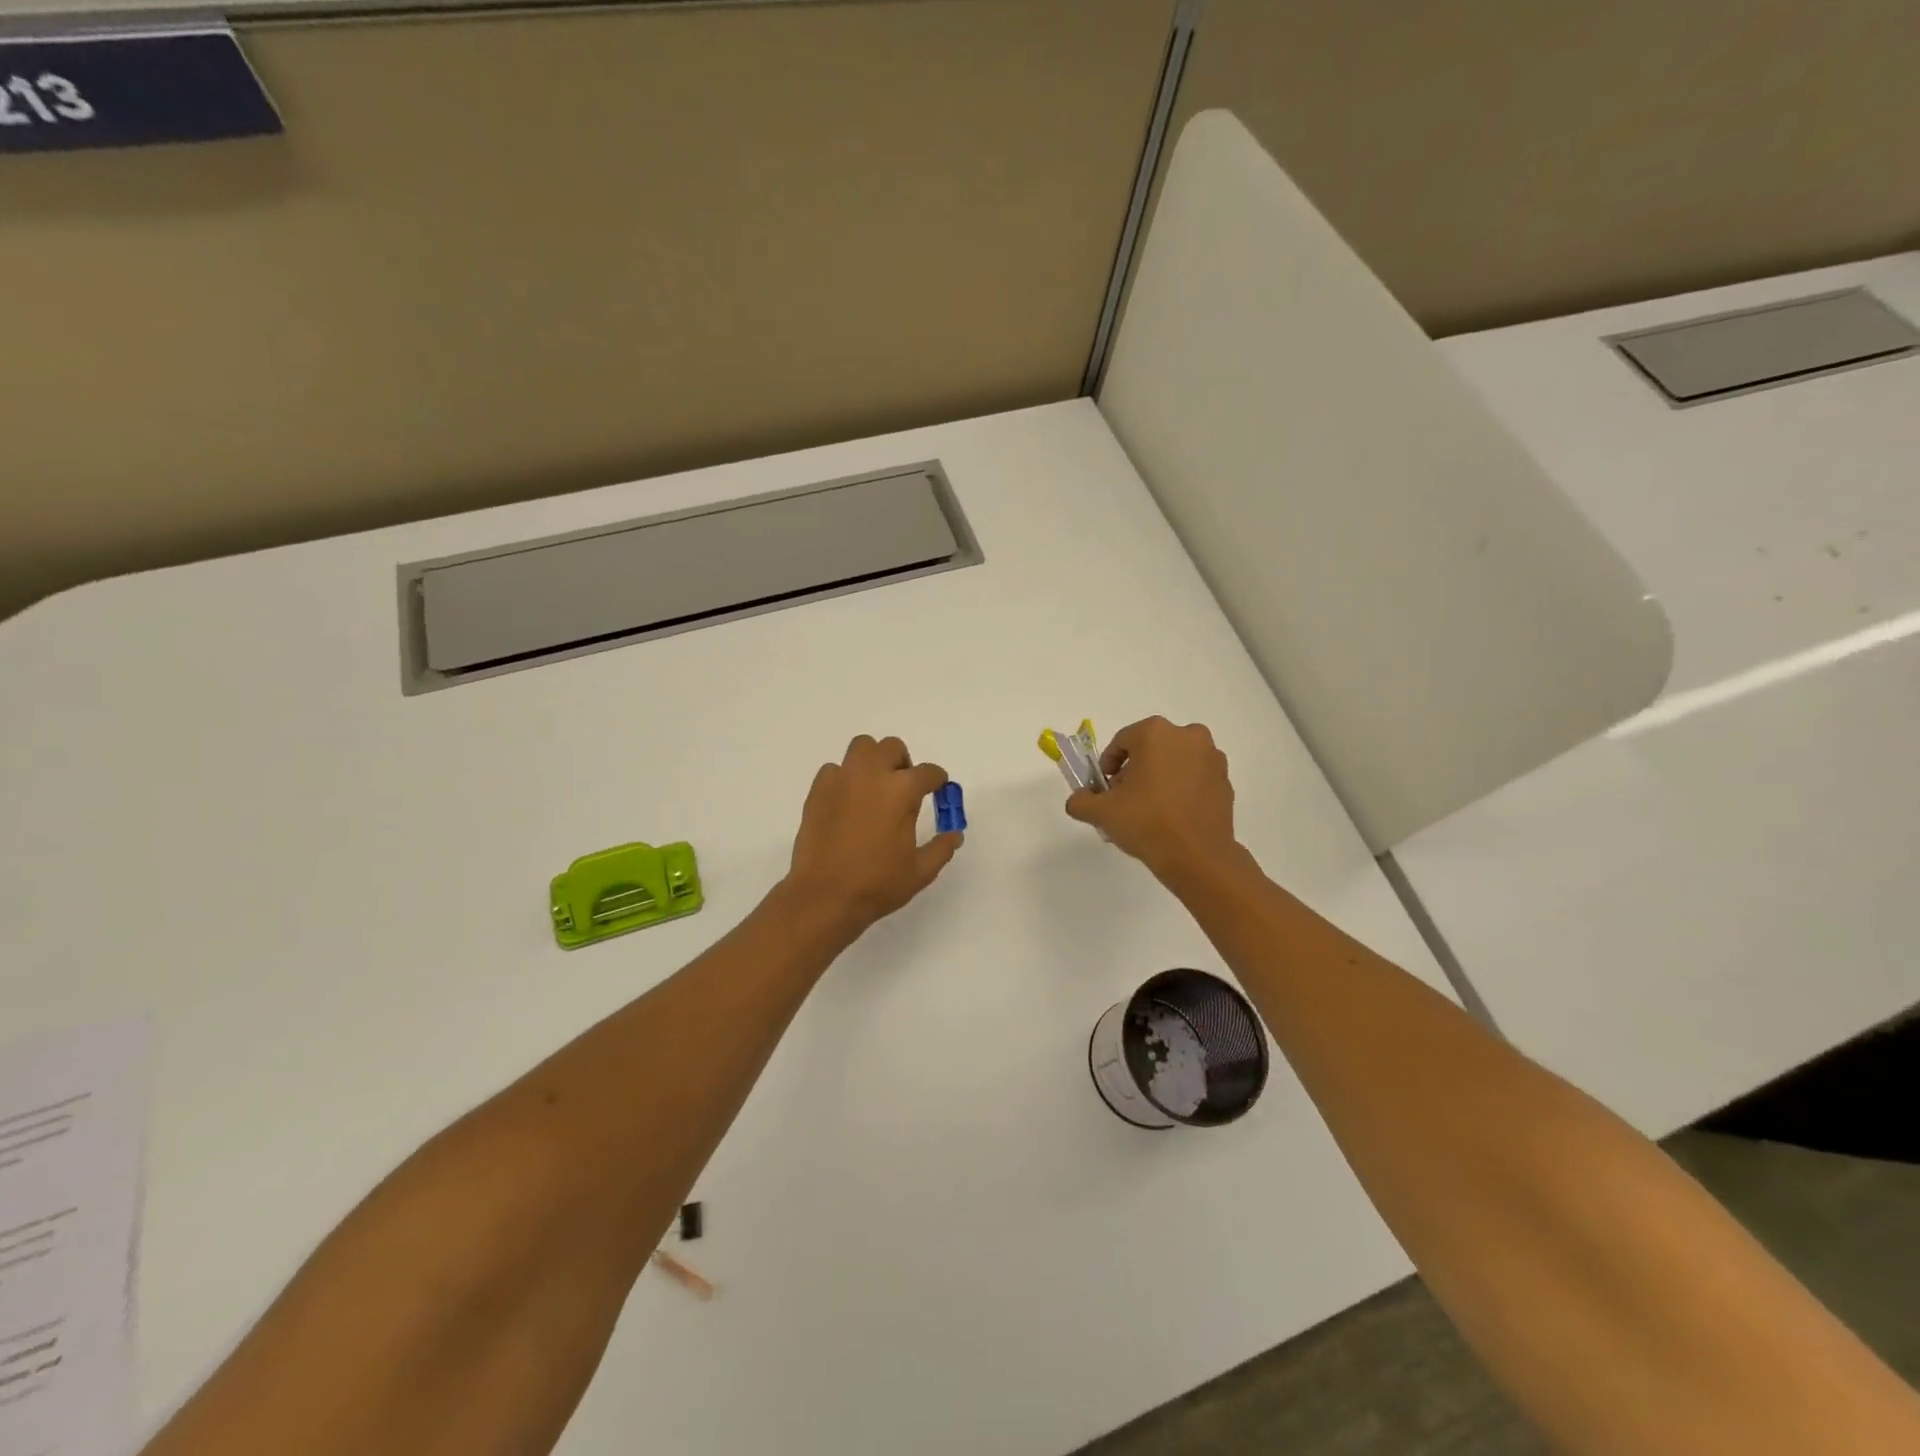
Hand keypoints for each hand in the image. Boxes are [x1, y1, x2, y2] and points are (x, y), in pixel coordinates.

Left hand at [785, 735, 962, 934]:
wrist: (824, 895)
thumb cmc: (877, 884)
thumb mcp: (920, 871)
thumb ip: (941, 848)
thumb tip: (955, 834)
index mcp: (902, 790)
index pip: (928, 772)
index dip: (937, 781)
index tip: (937, 790)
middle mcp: (872, 774)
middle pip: (892, 748)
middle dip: (903, 763)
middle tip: (903, 789)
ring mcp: (842, 779)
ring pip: (861, 747)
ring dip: (873, 760)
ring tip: (874, 787)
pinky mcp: (818, 790)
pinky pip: (835, 770)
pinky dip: (845, 778)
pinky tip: (847, 802)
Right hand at [1065, 717, 1240, 885]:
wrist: (1198, 857)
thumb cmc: (1147, 823)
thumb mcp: (1102, 812)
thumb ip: (1081, 801)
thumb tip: (1078, 800)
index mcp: (1156, 733)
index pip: (1122, 741)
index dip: (1108, 764)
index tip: (1105, 787)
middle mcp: (1188, 736)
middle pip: (1151, 748)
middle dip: (1135, 769)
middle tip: (1125, 798)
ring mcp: (1212, 758)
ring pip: (1175, 761)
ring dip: (1160, 777)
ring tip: (1149, 808)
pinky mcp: (1225, 781)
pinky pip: (1195, 777)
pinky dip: (1182, 788)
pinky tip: (1172, 815)